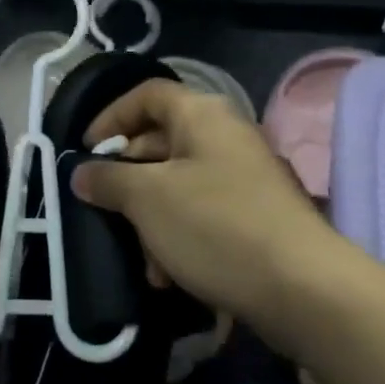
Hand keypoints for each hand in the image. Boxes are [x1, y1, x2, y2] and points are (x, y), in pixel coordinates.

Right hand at [70, 80, 344, 349]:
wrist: (303, 288)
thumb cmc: (215, 226)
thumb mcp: (147, 199)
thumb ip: (108, 180)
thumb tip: (81, 172)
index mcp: (203, 115)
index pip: (147, 94)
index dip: (111, 117)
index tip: (86, 151)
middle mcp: (227, 136)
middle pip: (161, 142)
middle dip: (128, 180)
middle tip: (105, 208)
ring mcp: (246, 177)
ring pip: (180, 186)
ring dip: (152, 220)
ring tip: (144, 261)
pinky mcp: (257, 217)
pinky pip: (204, 214)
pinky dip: (180, 237)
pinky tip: (170, 276)